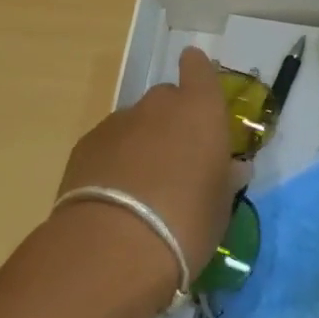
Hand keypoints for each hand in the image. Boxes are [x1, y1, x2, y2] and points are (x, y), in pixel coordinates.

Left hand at [54, 46, 233, 296]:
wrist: (112, 248)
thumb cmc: (186, 223)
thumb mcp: (220, 206)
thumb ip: (225, 179)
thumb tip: (233, 168)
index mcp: (201, 110)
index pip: (199, 68)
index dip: (198, 70)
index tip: (197, 79)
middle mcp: (159, 105)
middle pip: (167, 98)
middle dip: (172, 119)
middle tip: (177, 157)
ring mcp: (118, 122)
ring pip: (135, 123)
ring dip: (141, 142)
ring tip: (143, 186)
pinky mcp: (85, 145)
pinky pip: (108, 144)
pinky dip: (114, 160)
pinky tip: (114, 196)